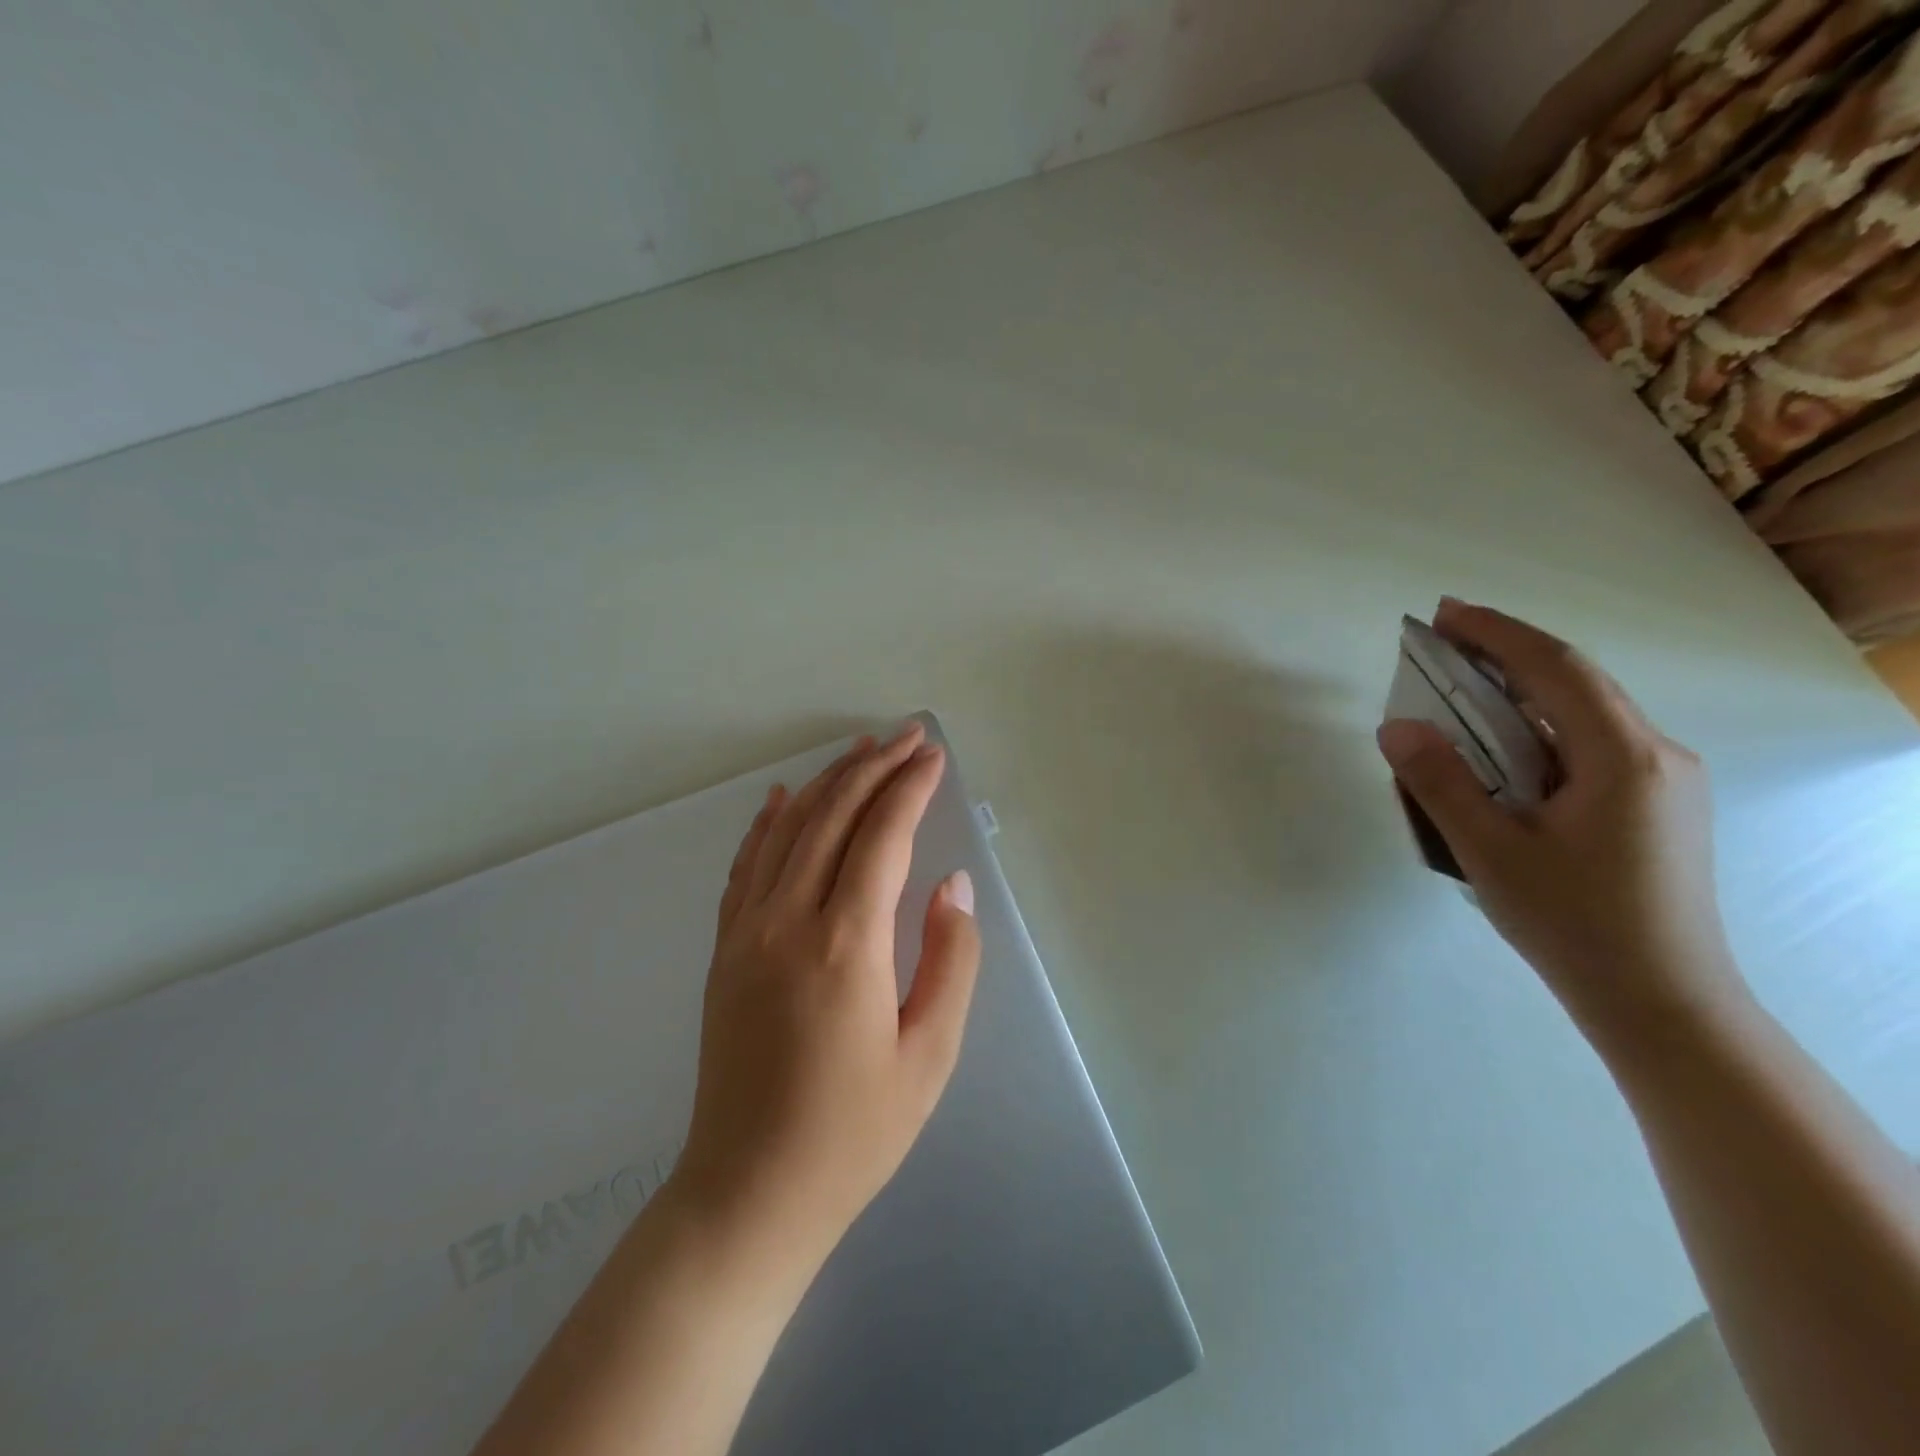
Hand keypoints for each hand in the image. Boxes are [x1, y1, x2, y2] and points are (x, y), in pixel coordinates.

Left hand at [672, 722, 981, 1272]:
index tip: (933, 756)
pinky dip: (768, 823)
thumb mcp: (929, 1055)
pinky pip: (746, 866)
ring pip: (789, 830)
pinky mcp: (724, 949)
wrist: (748, 1192)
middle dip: (874, 767)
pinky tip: (784, 797)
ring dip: (828, 782)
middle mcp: (789, 921)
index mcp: (846, 945)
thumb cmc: (853, 1133)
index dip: (910, 788)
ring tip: (860, 749)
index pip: (883, 837)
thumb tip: (953, 885)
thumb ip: (951, 960)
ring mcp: (746, 931)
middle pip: (833, 817)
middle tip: (908, 735)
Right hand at [1376, 600, 1750, 1059]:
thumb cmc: (1573, 925)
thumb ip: (1441, 783)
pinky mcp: (1653, 807)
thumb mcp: (1490, 852)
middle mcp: (1656, 756)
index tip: (1443, 614)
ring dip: (1521, 692)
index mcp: (1624, 759)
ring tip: (1460, 691)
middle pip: (1576, 682)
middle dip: (1507, 653)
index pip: (1557, 669)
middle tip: (1443, 641)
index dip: (1497, 633)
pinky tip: (1502, 751)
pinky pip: (1588, 746)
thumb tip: (1396, 726)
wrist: (1662, 1003)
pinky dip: (1537, 729)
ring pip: (1583, 715)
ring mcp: (1662, 783)